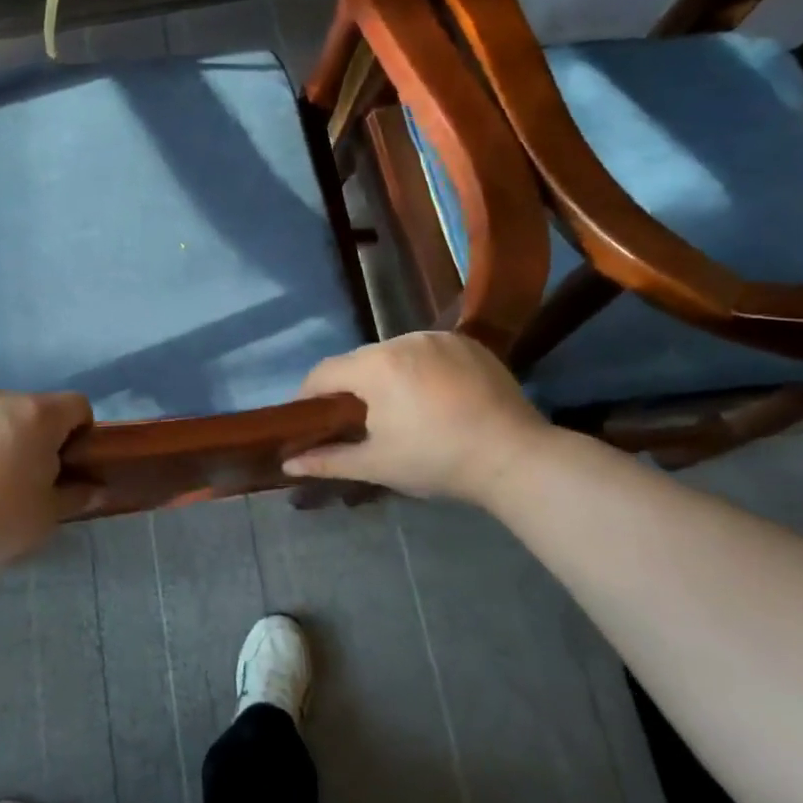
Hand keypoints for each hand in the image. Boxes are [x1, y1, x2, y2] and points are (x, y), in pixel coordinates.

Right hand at [283, 332, 550, 506]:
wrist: (515, 457)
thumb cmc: (436, 460)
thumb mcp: (376, 464)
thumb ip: (327, 460)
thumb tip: (286, 464)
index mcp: (375, 366)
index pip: (324, 373)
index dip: (309, 396)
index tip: (309, 419)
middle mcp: (403, 340)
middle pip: (359, 361)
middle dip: (351, 388)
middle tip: (356, 421)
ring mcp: (439, 338)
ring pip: (394, 354)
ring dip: (386, 376)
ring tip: (398, 409)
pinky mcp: (468, 343)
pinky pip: (428, 351)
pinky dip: (420, 369)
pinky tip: (432, 397)